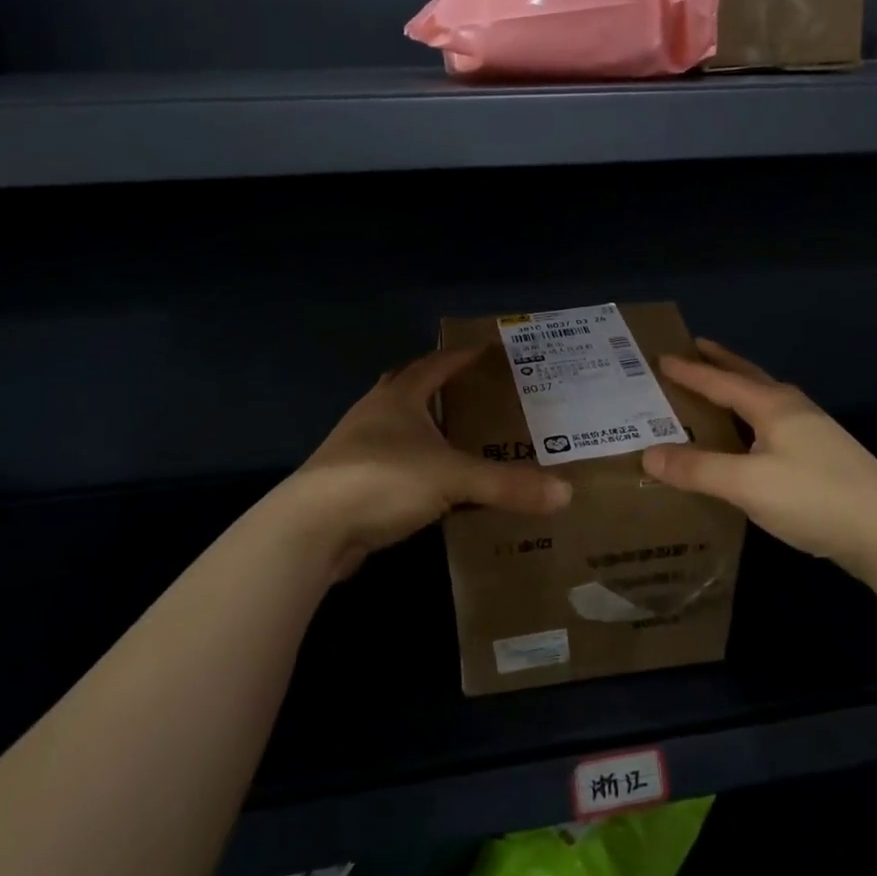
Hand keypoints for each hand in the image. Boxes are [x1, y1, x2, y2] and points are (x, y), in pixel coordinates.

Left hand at [272, 345, 570, 576]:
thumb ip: (508, 485)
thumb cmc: (383, 480)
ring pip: (391, 424)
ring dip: (416, 423)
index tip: (484, 348)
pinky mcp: (344, 481)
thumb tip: (565, 494)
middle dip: (432, 383)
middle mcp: (373, 414)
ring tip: (448, 433)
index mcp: (398, 399)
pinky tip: (421, 480)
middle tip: (464, 387)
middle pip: (404, 386)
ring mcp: (352, 447)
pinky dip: (405, 461)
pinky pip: (383, 460)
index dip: (459, 356)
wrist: (312, 527)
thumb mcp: (453, 479)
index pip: (434, 365)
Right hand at [642, 339, 876, 580]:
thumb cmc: (815, 498)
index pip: (721, 381)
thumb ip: (697, 468)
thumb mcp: (747, 484)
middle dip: (721, 363)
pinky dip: (751, 419)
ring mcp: (814, 434)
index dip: (690, 371)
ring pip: (764, 401)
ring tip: (717, 390)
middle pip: (749, 378)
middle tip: (695, 348)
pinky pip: (773, 425)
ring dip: (738, 390)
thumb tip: (648, 453)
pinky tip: (750, 441)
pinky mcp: (823, 459)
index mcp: (773, 406)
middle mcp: (794, 410)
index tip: (661, 356)